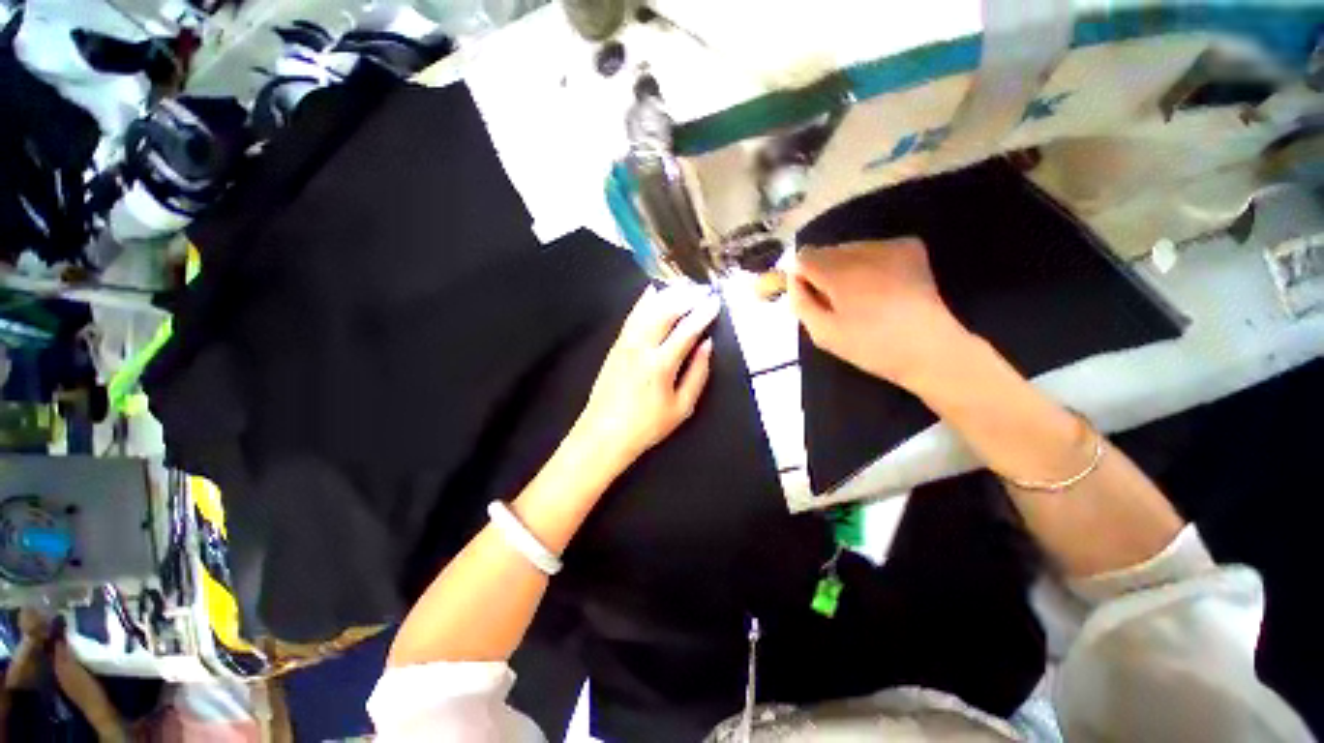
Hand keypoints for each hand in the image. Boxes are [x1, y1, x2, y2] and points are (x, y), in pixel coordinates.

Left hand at [573, 285, 719, 463]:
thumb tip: (706, 346)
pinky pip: (632, 316)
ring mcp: (625, 343)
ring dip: (667, 294)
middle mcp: (641, 347)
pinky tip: (653, 292)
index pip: (687, 331)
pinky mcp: (615, 345)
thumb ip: (698, 374)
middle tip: (702, 290)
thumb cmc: (647, 425)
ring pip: (647, 309)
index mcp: (661, 365)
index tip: (715, 302)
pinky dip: (644, 301)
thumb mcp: (682, 408)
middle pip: (665, 312)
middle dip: (686, 297)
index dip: (703, 314)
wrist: (604, 433)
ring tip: (684, 286)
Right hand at [789, 239, 972, 389]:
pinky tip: (880, 286)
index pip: (803, 258)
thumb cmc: (870, 347)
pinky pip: (873, 248)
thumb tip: (793, 278)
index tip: (814, 299)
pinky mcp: (909, 247)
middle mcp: (862, 250)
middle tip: (838, 302)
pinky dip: (868, 263)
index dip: (802, 278)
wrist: (929, 349)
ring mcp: (889, 245)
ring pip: (848, 249)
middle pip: (826, 251)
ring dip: (845, 267)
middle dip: (824, 272)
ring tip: (861, 296)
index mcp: (839, 273)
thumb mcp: (823, 333)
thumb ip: (800, 302)